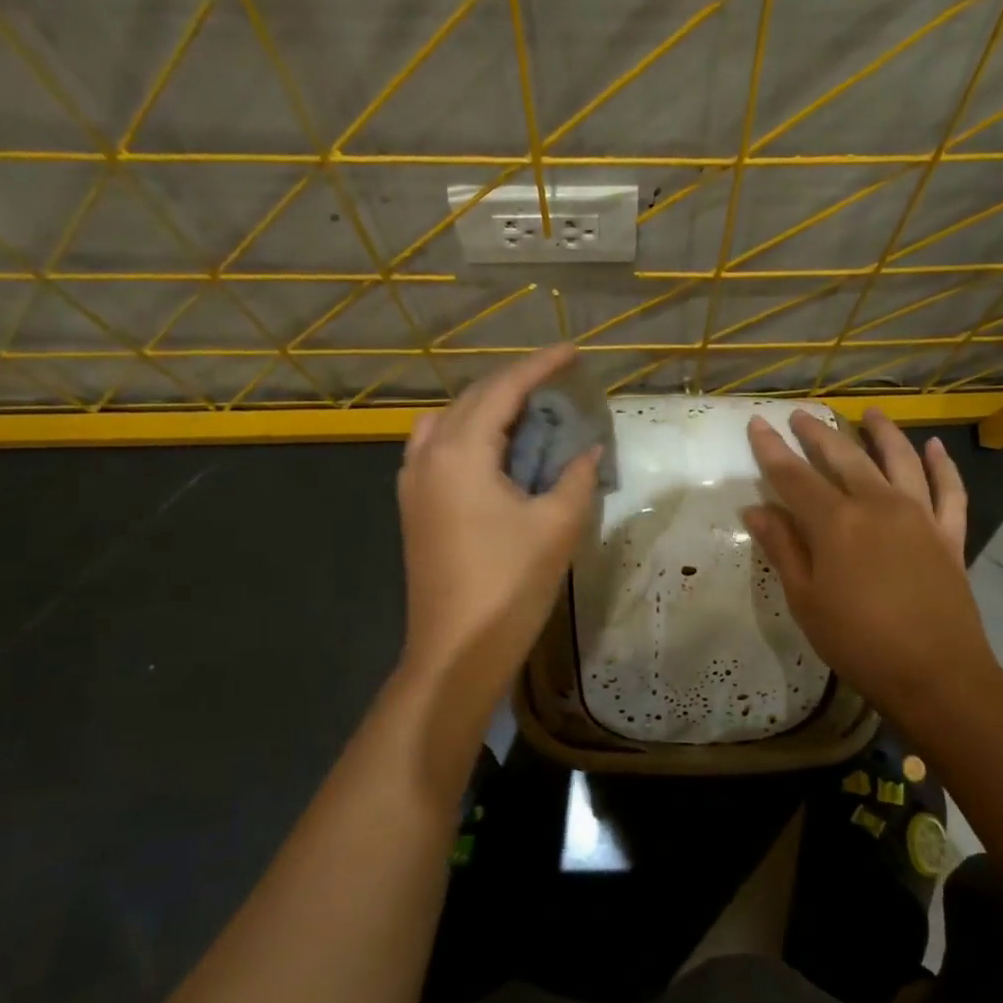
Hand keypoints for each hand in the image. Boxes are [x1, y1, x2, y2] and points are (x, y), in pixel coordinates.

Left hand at [396, 345, 600, 738]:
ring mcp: (413, 482)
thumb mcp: (557, 526)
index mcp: (461, 452)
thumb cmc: (510, 585)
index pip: (503, 390)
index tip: (572, 351)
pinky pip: (437, 448)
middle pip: (472, 399)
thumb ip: (577, 477)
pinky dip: (467, 435)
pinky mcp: (413, 507)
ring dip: (486, 408)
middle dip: (514, 384)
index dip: (540, 366)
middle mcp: (429, 456)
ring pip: (448, 422)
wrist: (455, 650)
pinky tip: (493, 453)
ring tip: (525, 414)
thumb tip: (589, 451)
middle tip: (556, 383)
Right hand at [742, 408, 998, 729]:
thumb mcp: (805, 599)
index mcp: (836, 522)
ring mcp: (919, 516)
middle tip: (800, 415)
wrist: (936, 674)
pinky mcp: (949, 535)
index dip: (771, 449)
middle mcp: (878, 504)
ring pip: (899, 460)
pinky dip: (943, 465)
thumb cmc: (857, 642)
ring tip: (869, 413)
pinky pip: (949, 490)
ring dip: (882, 432)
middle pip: (844, 457)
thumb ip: (783, 548)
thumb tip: (756, 509)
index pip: (794, 475)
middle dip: (818, 433)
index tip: (758, 425)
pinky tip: (935, 447)